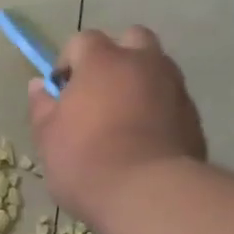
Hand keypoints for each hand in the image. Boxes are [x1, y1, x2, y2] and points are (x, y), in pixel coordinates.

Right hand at [27, 26, 206, 223]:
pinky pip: (171, 99)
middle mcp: (143, 63)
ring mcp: (174, 87)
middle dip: (116, 56)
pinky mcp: (193, 116)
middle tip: (99, 90)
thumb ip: (42, 105)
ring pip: (157, 67)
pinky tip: (145, 138)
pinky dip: (158, 107)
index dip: (69, 61)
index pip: (83, 40)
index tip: (61, 91)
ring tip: (123, 116)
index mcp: (103, 61)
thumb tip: (39, 85)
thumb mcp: (47, 136)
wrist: (148, 194)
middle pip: (132, 39)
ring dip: (140, 81)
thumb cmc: (85, 160)